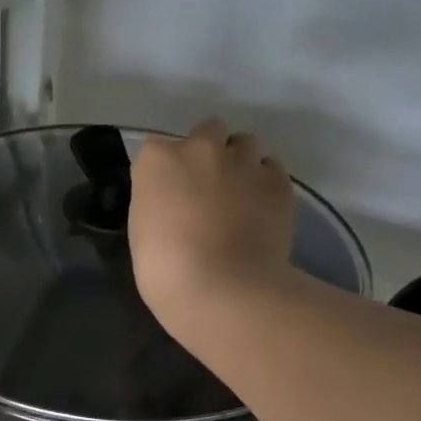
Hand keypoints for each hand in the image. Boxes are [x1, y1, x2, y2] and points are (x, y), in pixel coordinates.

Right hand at [130, 118, 295, 328]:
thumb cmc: (165, 268)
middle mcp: (201, 147)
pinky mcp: (278, 181)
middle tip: (206, 189)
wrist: (223, 289)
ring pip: (244, 145)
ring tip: (239, 198)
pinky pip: (271, 170)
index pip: (157, 150)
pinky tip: (261, 211)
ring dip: (240, 163)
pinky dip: (265, 184)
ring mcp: (244, 161)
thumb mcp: (142, 229)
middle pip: (207, 131)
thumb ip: (158, 201)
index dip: (166, 172)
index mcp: (158, 159)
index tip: (168, 195)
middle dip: (208, 153)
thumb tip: (176, 199)